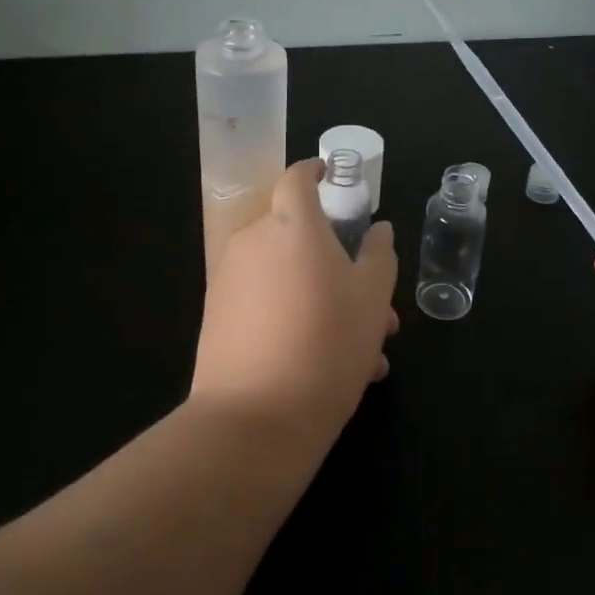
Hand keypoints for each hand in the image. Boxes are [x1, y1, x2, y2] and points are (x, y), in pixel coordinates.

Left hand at [193, 159, 399, 448]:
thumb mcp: (372, 299)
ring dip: (324, 300)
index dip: (318, 173)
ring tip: (363, 354)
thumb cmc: (327, 344)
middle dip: (339, 264)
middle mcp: (254, 242)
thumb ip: (378, 255)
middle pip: (299, 236)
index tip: (337, 183)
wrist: (254, 420)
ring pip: (288, 277)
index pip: (298, 177)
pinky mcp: (217, 318)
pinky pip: (266, 303)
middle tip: (376, 309)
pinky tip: (328, 367)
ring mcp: (230, 280)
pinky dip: (296, 319)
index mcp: (292, 225)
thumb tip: (378, 230)